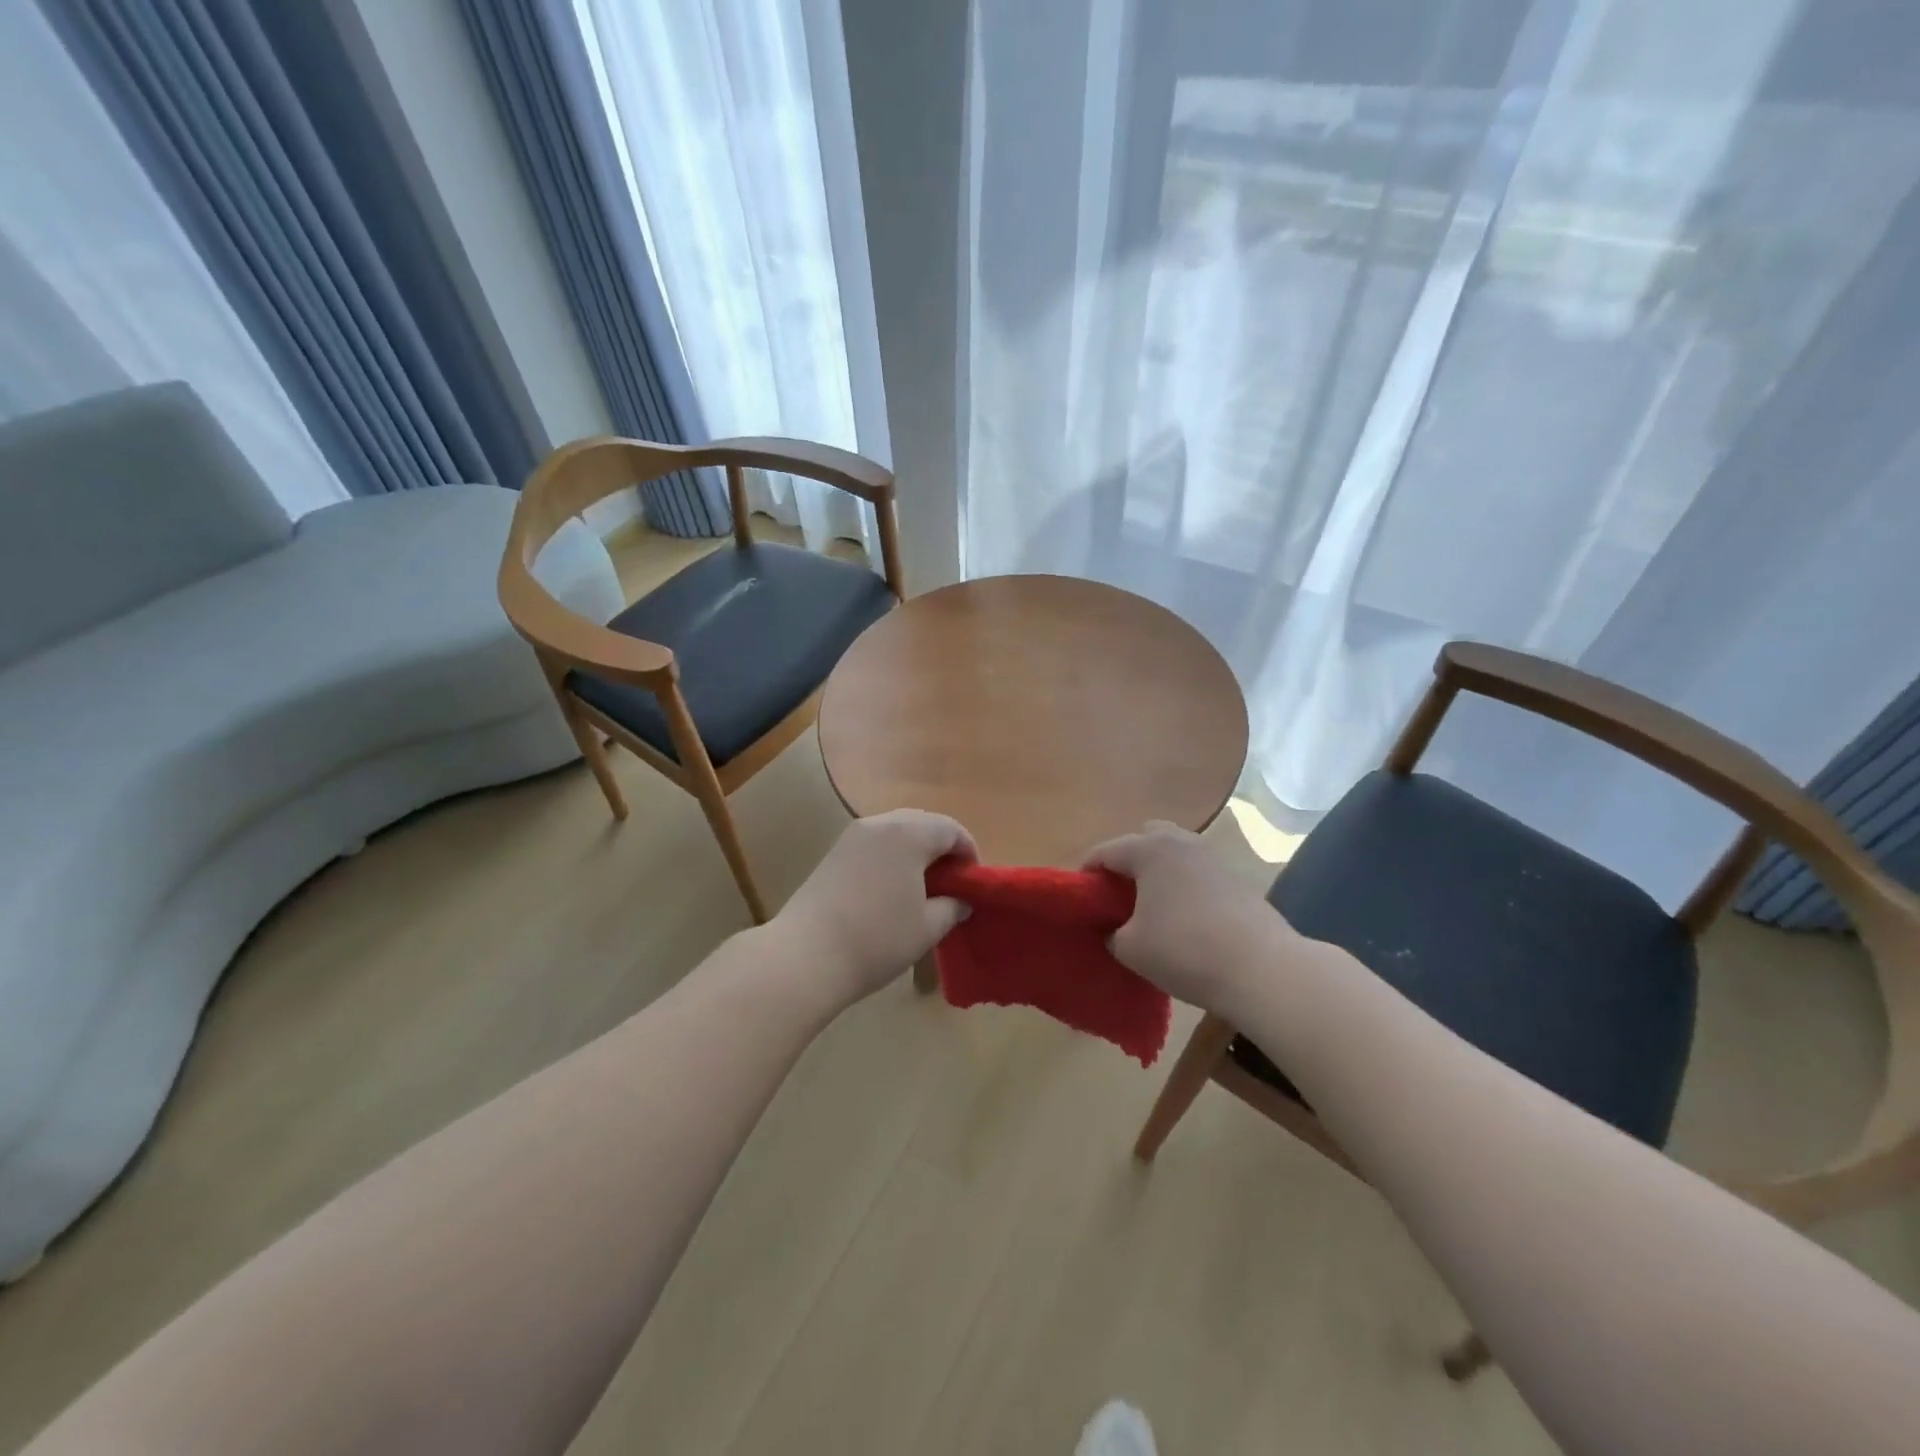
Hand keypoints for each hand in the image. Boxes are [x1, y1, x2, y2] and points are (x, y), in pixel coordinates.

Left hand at [777, 810, 975, 1002]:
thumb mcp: (927, 928)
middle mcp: (880, 824)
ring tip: (922, 886)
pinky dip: (890, 857)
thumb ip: (951, 907)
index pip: (950, 829)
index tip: (973, 880)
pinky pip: (874, 844)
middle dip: (941, 847)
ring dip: (914, 851)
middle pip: (922, 823)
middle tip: (951, 881)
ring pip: (895, 832)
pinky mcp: (833, 854)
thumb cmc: (877, 939)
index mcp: (908, 834)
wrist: (806, 955)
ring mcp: (852, 837)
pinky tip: (891, 889)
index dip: (968, 851)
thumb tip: (961, 901)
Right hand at [1085, 821, 1302, 1014]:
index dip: (1086, 873)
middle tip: (1118, 895)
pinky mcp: (1237, 878)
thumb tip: (1114, 929)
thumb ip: (1112, 933)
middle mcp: (1181, 842)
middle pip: (1145, 839)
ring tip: (1151, 907)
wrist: (1261, 969)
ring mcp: (1213, 857)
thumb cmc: (1184, 950)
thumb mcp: (1130, 948)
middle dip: (1128, 860)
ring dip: (1159, 872)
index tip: (1079, 897)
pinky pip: (1198, 872)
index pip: (1105, 851)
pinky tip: (1184, 917)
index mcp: (1148, 850)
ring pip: (1176, 853)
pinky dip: (1184, 886)